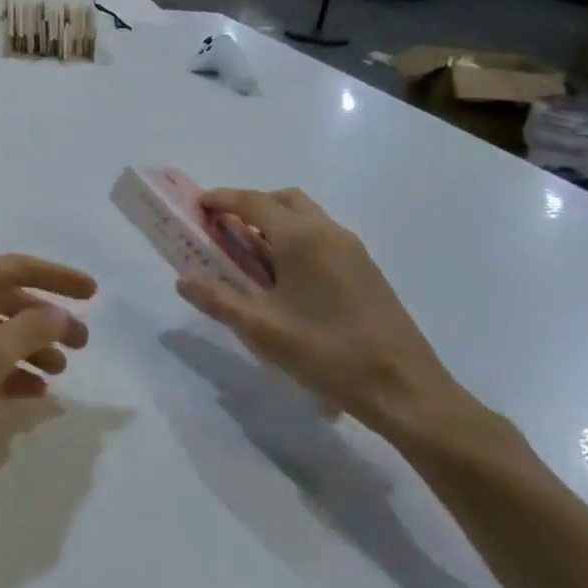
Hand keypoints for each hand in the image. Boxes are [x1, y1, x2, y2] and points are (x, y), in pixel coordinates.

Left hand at [0, 254, 94, 477]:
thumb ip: (33, 329)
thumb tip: (58, 315)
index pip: (21, 267)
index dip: (59, 277)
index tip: (94, 293)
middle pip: (10, 300)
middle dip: (48, 321)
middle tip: (82, 346)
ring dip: (29, 349)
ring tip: (59, 375)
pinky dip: (6, 371)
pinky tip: (31, 393)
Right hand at [177, 188, 484, 445]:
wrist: (404, 387)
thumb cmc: (327, 353)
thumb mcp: (262, 329)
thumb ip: (218, 299)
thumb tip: (183, 279)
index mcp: (301, 238)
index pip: (253, 202)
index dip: (222, 199)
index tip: (198, 205)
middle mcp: (328, 232)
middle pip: (283, 200)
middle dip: (250, 205)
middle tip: (223, 229)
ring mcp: (352, 249)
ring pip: (306, 216)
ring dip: (274, 222)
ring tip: (250, 255)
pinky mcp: (365, 268)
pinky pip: (322, 236)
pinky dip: (295, 238)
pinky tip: (286, 277)